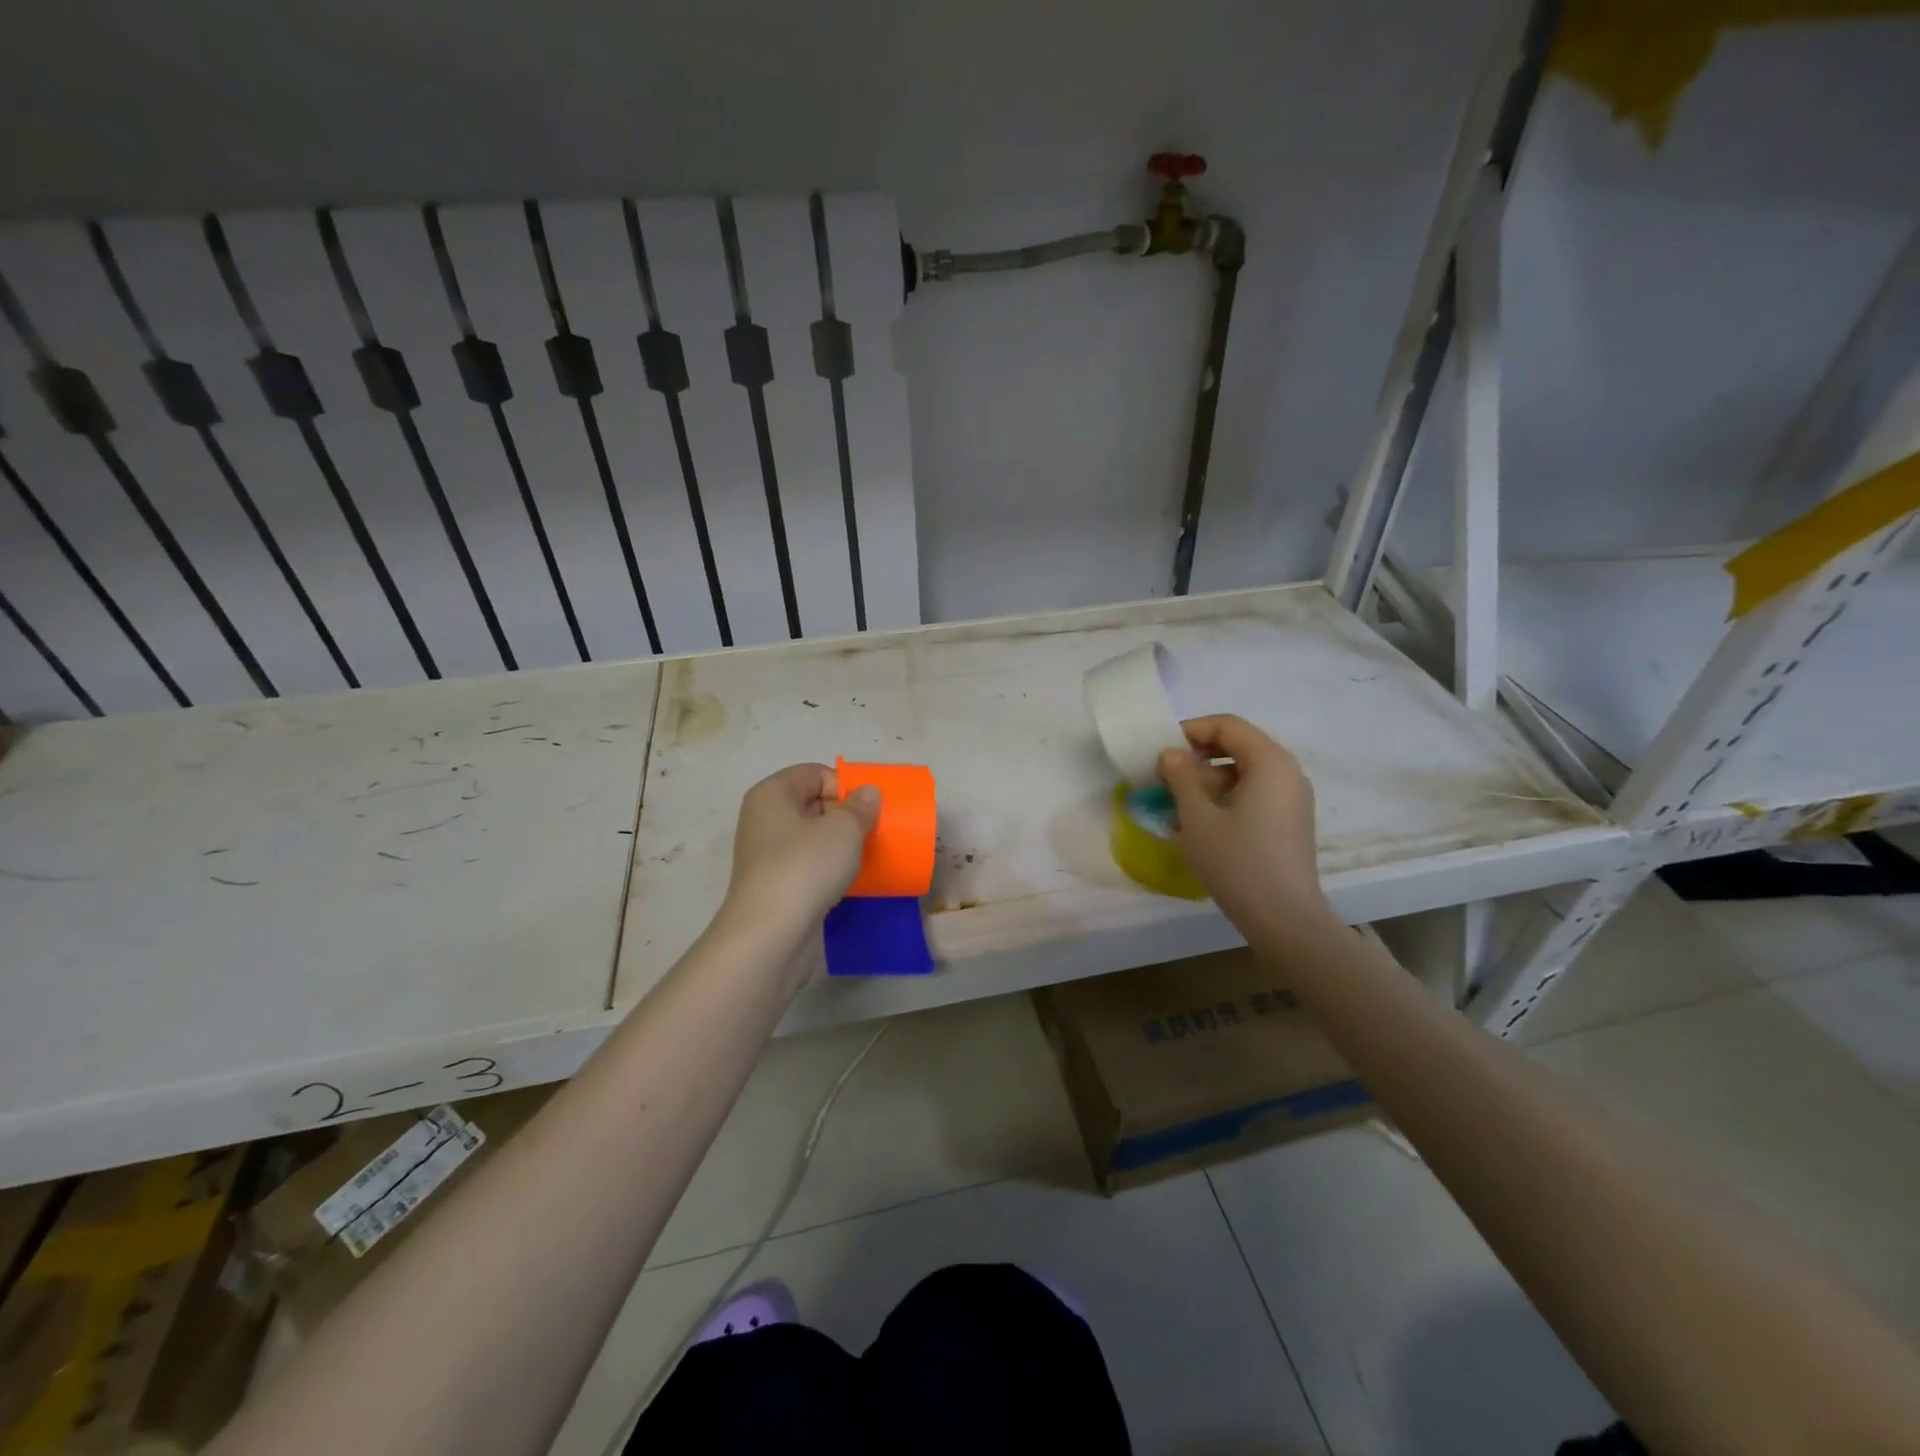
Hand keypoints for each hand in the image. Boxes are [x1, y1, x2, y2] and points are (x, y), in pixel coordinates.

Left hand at [722, 763, 879, 935]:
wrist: (771, 935)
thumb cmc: (805, 867)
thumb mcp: (844, 829)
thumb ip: (860, 807)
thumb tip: (868, 793)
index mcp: (772, 794)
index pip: (814, 773)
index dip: (844, 785)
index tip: (868, 809)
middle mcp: (764, 820)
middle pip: (813, 804)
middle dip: (846, 815)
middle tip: (874, 831)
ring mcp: (768, 856)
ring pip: (813, 839)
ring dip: (841, 845)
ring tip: (868, 856)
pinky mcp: (777, 887)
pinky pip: (810, 867)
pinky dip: (831, 870)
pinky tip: (853, 881)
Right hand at [1157, 715, 1334, 940]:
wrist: (1284, 919)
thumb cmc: (1237, 862)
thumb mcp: (1198, 818)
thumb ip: (1181, 777)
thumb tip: (1170, 753)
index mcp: (1270, 762)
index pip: (1228, 725)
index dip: (1191, 731)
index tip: (1162, 751)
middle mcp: (1288, 771)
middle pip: (1239, 745)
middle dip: (1199, 756)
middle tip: (1167, 777)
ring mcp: (1293, 797)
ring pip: (1246, 771)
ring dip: (1210, 779)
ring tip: (1179, 804)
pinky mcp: (1291, 820)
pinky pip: (1257, 792)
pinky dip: (1228, 796)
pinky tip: (1203, 822)